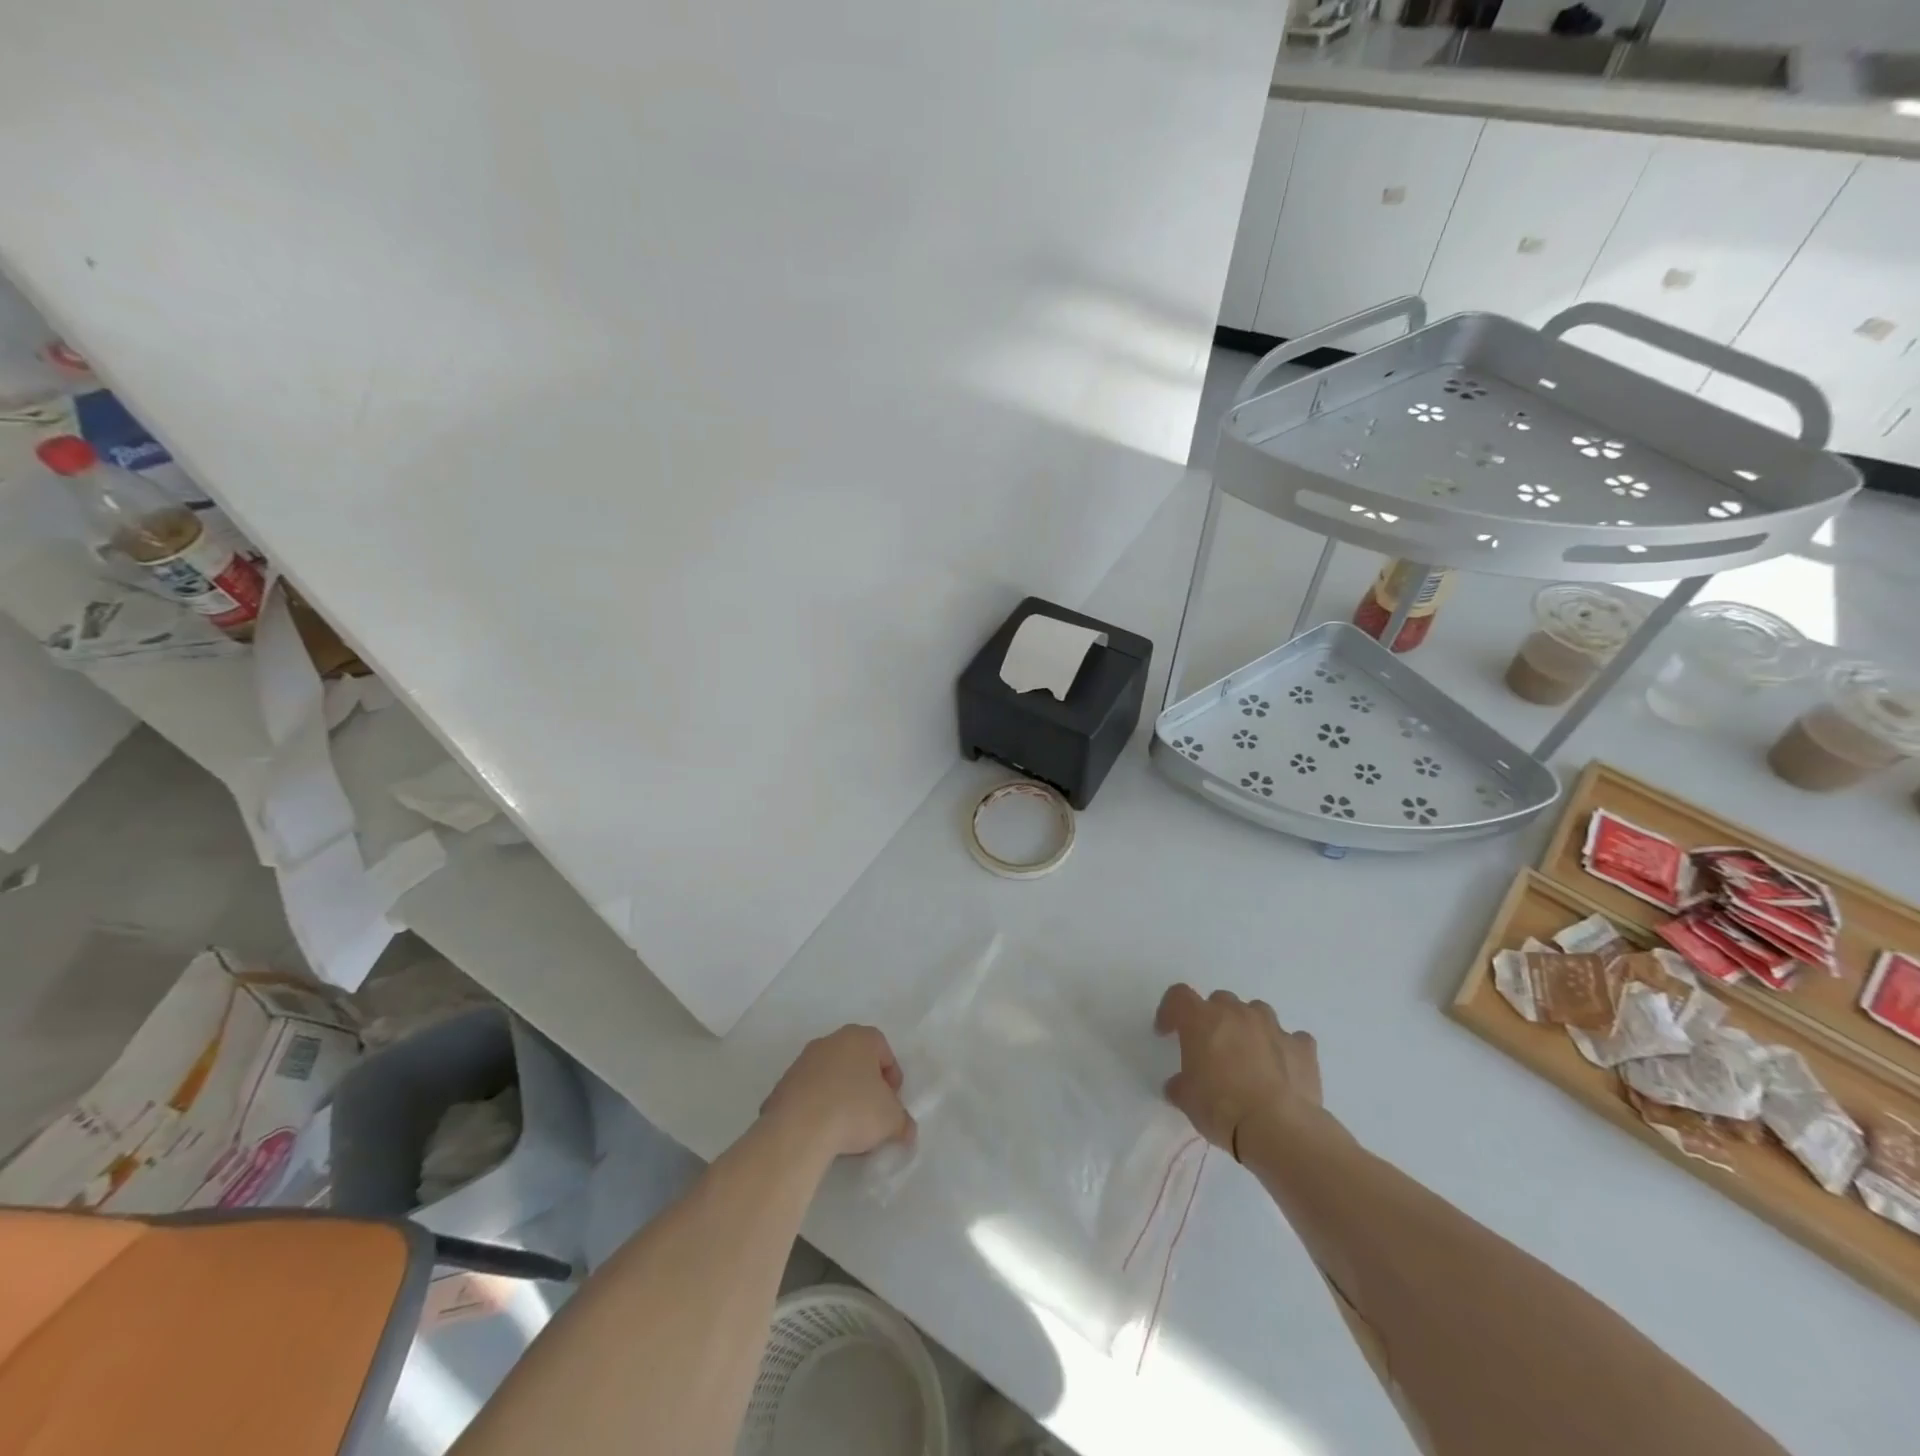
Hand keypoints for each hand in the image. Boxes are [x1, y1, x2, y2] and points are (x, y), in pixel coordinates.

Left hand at [760, 1024, 914, 1158]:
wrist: (798, 1129)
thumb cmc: (853, 1110)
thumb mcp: (892, 1120)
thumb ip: (903, 1121)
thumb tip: (905, 1130)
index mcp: (860, 1037)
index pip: (884, 1051)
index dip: (893, 1079)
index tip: (892, 1104)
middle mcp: (830, 1041)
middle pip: (856, 1061)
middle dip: (865, 1085)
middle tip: (871, 1114)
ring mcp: (803, 1061)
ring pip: (830, 1076)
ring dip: (840, 1095)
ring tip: (844, 1127)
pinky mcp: (782, 1084)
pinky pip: (809, 1094)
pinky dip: (817, 1107)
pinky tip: (821, 1131)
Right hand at [1155, 985, 1321, 1155]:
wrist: (1278, 1128)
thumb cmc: (1221, 1108)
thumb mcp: (1187, 1100)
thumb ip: (1180, 1085)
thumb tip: (1178, 1085)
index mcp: (1201, 1019)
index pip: (1178, 996)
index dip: (1170, 1010)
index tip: (1167, 1032)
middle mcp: (1236, 1013)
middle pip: (1220, 1000)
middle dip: (1214, 1019)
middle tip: (1212, 1047)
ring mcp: (1272, 1027)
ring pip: (1257, 1012)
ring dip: (1249, 1027)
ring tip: (1249, 1055)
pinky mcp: (1302, 1047)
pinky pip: (1293, 1039)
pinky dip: (1285, 1049)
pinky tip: (1283, 1069)